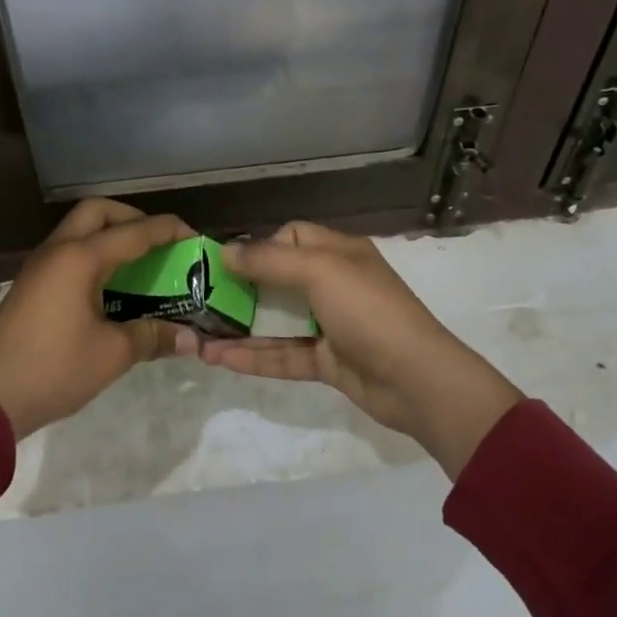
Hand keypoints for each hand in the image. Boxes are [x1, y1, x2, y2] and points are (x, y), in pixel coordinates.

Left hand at [0, 199, 195, 438]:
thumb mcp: (111, 355)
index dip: (166, 230)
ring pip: (78, 229)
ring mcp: (39, 267)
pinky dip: (93, 255)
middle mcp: (58, 251)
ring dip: (109, 235)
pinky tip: (110, 287)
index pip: (133, 232)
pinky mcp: (30, 286)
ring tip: (139, 263)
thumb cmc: (53, 369)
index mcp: (79, 258)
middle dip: (132, 218)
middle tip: (157, 242)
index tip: (193, 237)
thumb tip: (189, 339)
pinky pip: (68, 252)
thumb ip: (151, 337)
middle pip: (97, 211)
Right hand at [192, 222, 523, 477]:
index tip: (225, 262)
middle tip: (201, 299)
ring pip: (276, 321)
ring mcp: (330, 325)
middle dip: (240, 288)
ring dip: (240, 327)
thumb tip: (226, 251)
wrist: (417, 380)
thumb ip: (270, 260)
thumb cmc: (369, 311)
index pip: (292, 236)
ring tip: (199, 335)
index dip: (260, 246)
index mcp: (339, 253)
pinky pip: (283, 355)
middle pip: (278, 280)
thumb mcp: (320, 271)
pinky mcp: (327, 362)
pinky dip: (254, 357)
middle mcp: (334, 284)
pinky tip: (219, 359)